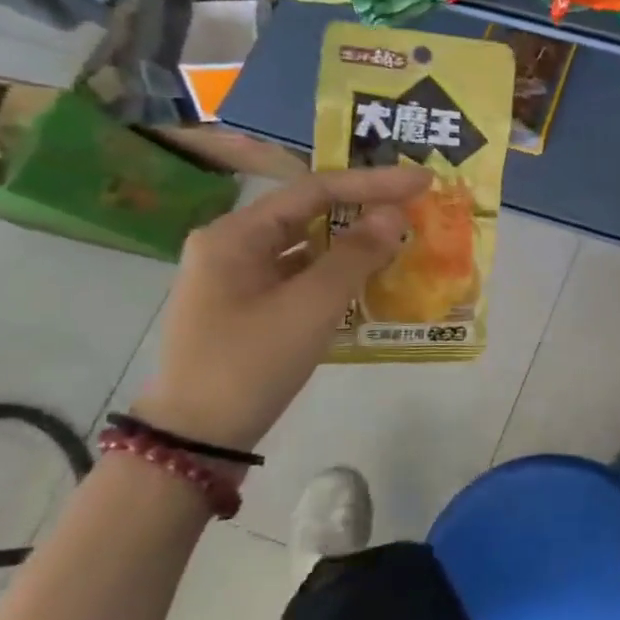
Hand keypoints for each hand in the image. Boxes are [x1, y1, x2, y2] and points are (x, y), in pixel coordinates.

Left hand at [132, 166, 430, 451]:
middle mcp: (233, 245)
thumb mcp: (312, 305)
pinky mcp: (249, 306)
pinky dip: (337, 273)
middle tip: (416, 206)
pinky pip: (301, 275)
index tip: (423, 181)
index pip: (315, 190)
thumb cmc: (252, 362)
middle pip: (309, 212)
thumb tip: (395, 215)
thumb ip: (356, 254)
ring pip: (307, 245)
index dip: (374, 183)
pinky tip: (370, 280)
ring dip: (354, 242)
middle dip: (365, 208)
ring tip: (402, 239)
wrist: (197, 437)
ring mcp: (238, 277)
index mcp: (236, 234)